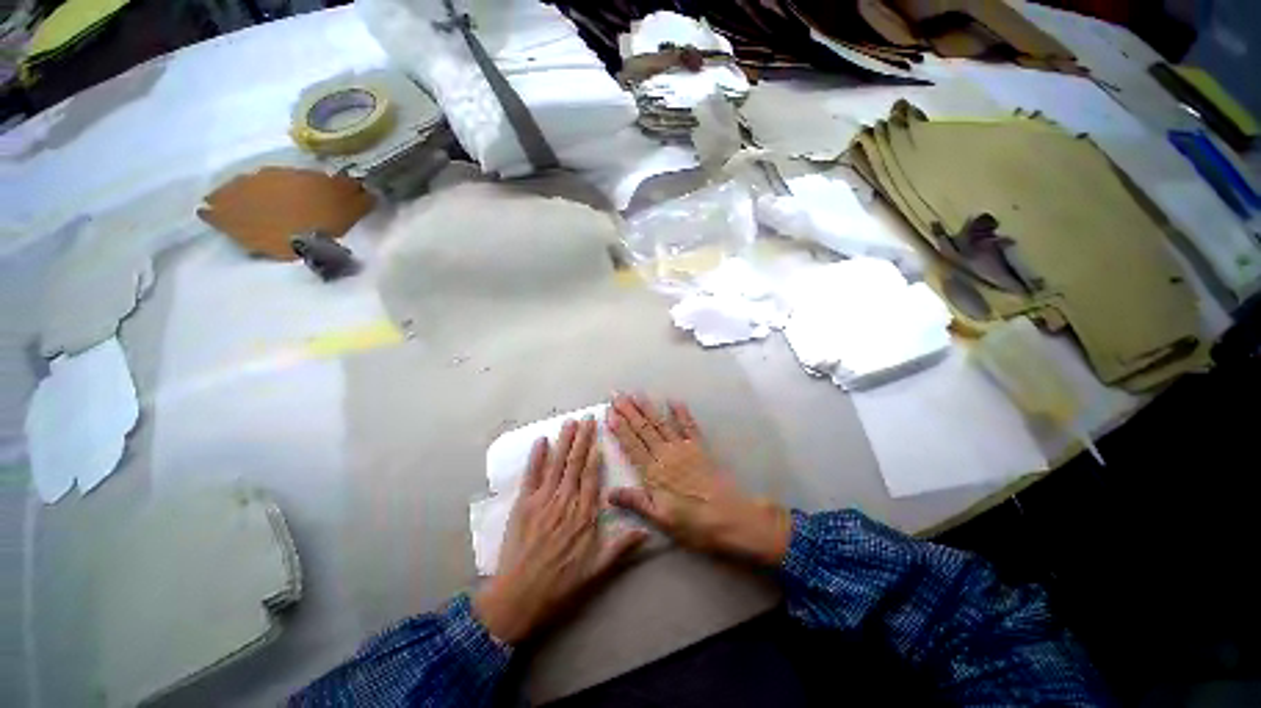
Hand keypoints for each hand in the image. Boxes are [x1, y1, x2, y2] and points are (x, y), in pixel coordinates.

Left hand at [473, 418, 647, 644]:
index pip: (592, 476)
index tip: (599, 437)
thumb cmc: (561, 584)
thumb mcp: (597, 571)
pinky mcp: (523, 505)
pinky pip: (531, 476)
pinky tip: (541, 440)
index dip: (595, 454)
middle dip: (582, 439)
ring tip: (569, 422)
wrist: (519, 598)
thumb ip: (621, 547)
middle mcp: (565, 501)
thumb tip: (647, 532)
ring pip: (557, 464)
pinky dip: (536, 457)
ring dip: (563, 441)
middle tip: (587, 418)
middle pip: (576, 464)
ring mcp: (543, 500)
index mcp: (584, 515)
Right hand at [605, 394, 789, 566]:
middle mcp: (665, 454)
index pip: (632, 445)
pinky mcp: (699, 447)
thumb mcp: (660, 518)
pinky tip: (674, 401)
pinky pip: (689, 426)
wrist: (729, 517)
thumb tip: (609, 493)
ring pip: (661, 424)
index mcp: (653, 472)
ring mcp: (683, 448)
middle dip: (629, 411)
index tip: (609, 412)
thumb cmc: (692, 522)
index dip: (619, 428)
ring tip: (636, 394)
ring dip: (648, 408)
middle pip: (643, 429)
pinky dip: (681, 413)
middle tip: (617, 394)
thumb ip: (636, 502)